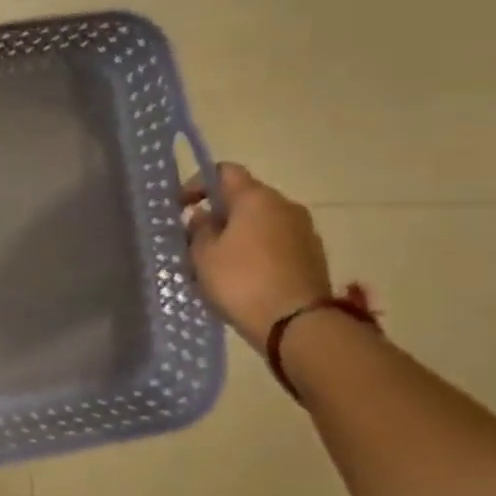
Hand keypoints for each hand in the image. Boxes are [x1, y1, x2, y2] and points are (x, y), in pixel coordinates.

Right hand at [184, 163, 332, 346]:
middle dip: (219, 214)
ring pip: (262, 223)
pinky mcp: (313, 257)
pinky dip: (258, 252)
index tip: (181, 207)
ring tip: (219, 263)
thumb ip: (199, 230)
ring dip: (239, 235)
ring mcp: (304, 231)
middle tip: (196, 240)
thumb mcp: (203, 256)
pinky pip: (277, 244)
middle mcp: (285, 205)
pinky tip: (244, 277)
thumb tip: (205, 216)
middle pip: (245, 198)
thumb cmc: (242, 281)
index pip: (224, 171)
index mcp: (256, 197)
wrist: (298, 324)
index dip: (198, 183)